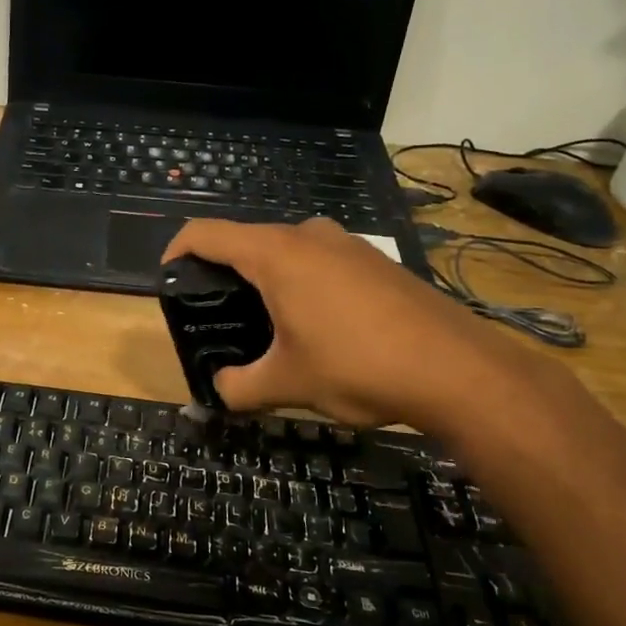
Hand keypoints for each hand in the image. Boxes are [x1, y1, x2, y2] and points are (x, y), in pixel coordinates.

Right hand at [162, 219, 538, 430]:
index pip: (205, 234)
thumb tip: (219, 391)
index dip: (175, 251)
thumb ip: (238, 388)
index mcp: (275, 254)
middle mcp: (308, 235)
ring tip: (266, 328)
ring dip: (265, 282)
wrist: (457, 370)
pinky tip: (316, 328)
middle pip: (245, 242)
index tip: (168, 281)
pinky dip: (300, 285)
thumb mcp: (286, 384)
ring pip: (286, 252)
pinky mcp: (375, 261)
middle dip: (223, 275)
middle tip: (218, 318)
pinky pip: (319, 262)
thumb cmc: (356, 366)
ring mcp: (347, 244)